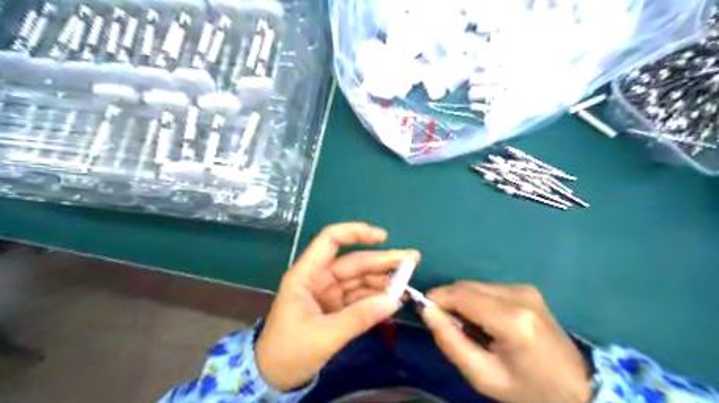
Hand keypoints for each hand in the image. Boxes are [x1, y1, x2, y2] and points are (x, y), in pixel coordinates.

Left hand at [255, 221, 421, 390]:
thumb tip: (394, 301)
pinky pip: (359, 296)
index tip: (383, 237)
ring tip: (408, 283)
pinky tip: (394, 298)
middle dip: (383, 260)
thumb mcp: (324, 336)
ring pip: (360, 279)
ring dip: (383, 280)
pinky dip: (376, 297)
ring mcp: (329, 292)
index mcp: (307, 274)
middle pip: (354, 261)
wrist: (274, 378)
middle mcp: (319, 278)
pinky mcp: (336, 307)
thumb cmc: (289, 352)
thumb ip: (359, 317)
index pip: (330, 240)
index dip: (356, 232)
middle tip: (413, 259)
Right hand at [422, 281, 589, 402]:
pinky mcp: (527, 289)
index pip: (461, 295)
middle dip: (448, 300)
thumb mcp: (482, 376)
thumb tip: (426, 310)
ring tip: (469, 327)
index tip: (425, 312)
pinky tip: (485, 321)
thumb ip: (450, 341)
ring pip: (475, 285)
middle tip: (446, 326)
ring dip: (462, 300)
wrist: (577, 388)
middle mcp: (519, 295)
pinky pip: (487, 288)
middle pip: (466, 286)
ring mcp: (525, 289)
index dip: (437, 298)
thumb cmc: (527, 390)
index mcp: (512, 320)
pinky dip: (477, 300)